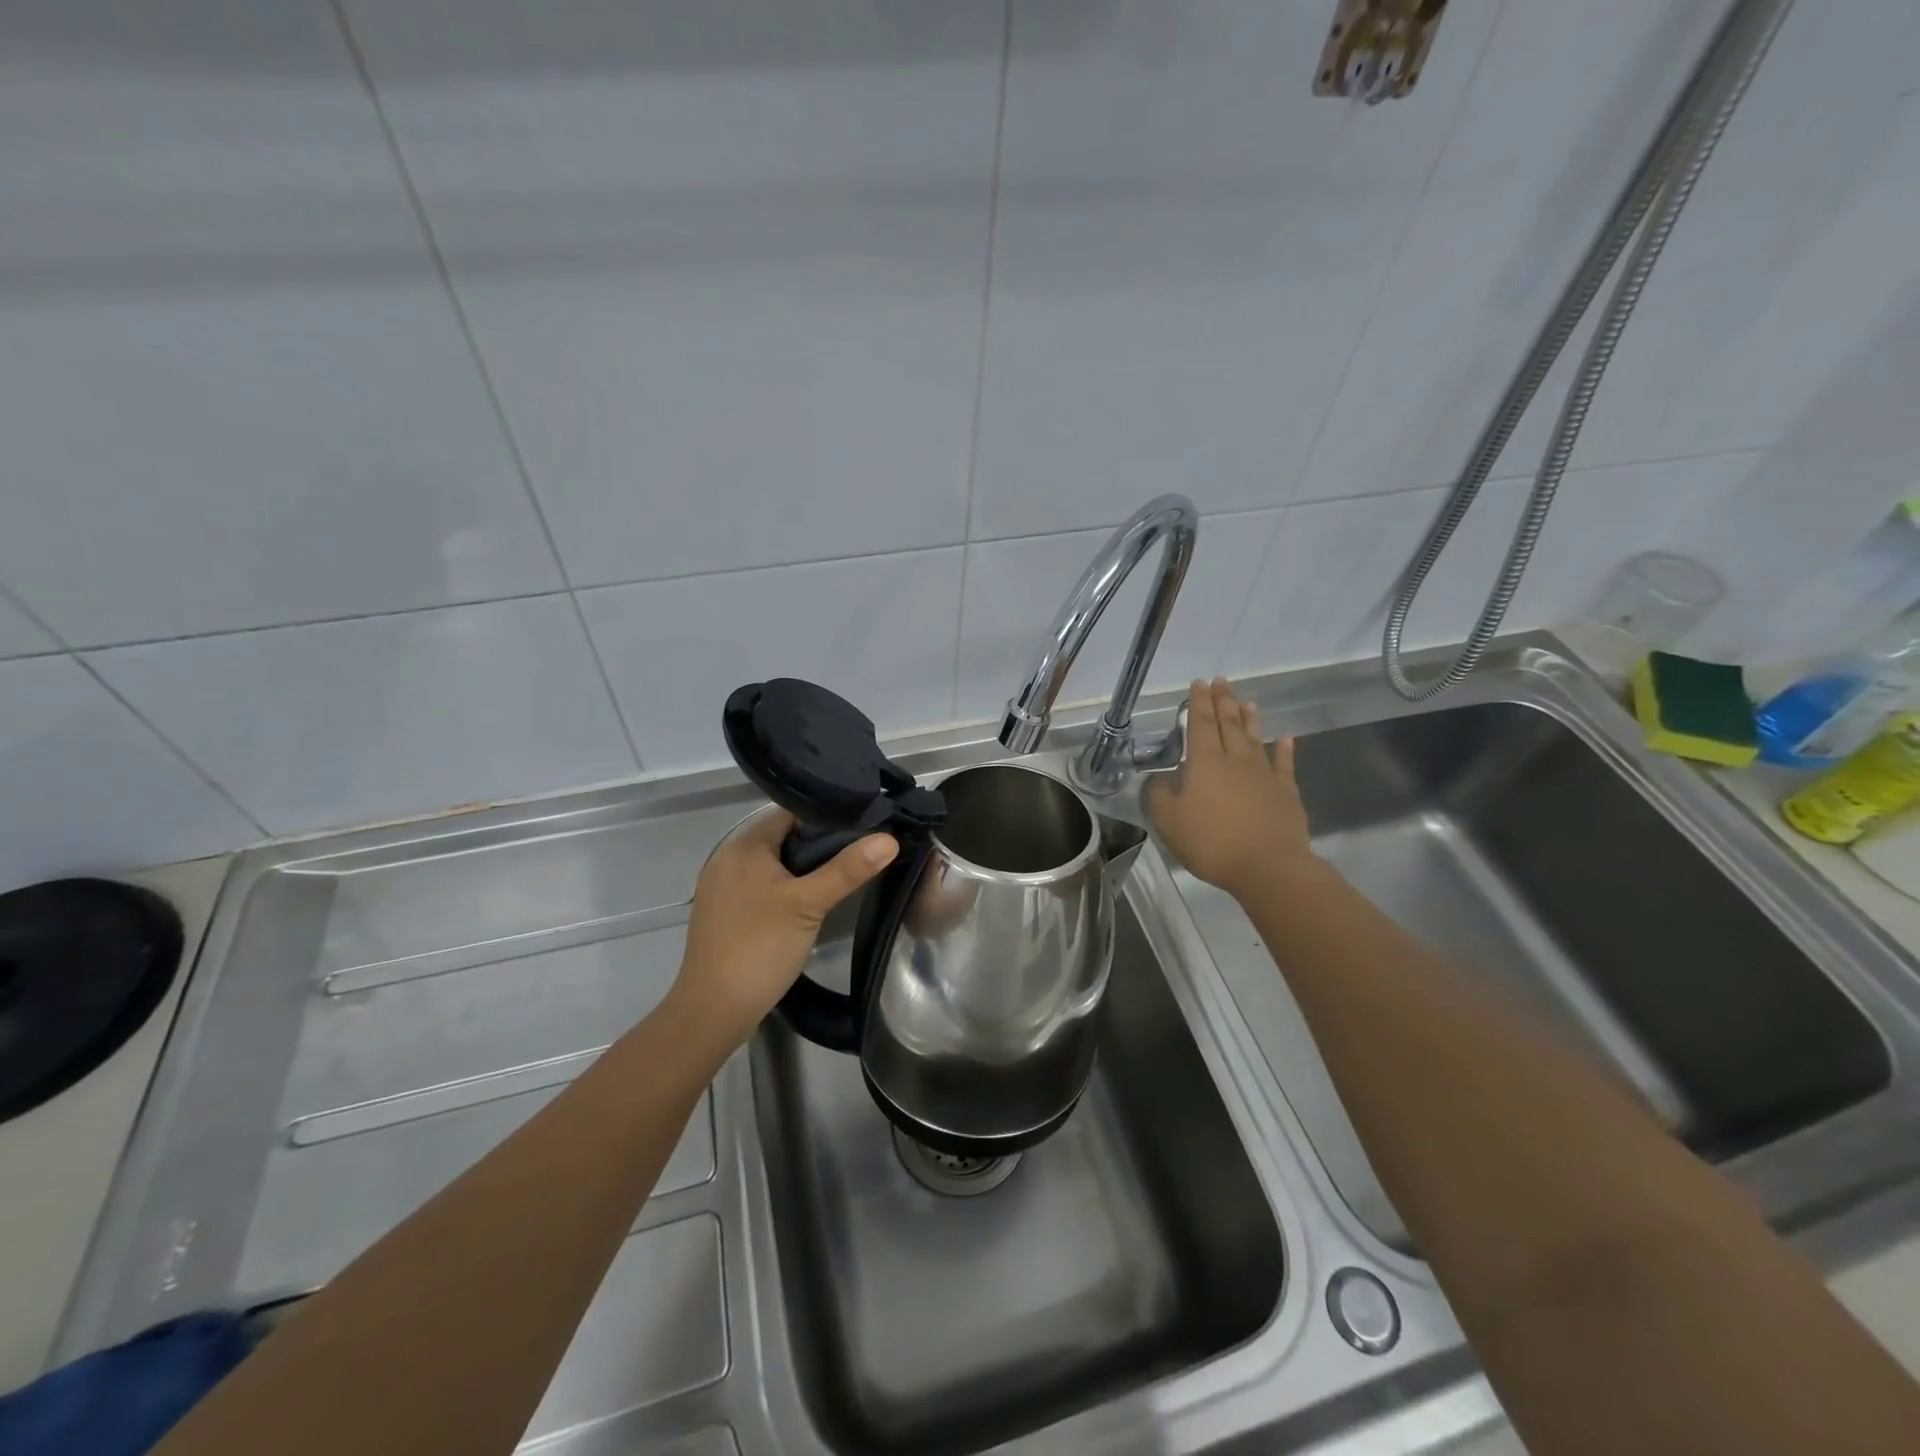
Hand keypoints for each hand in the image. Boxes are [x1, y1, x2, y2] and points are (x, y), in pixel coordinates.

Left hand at [674, 808, 896, 1042]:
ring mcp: (723, 888)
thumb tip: (889, 839)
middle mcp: (728, 858)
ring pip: (774, 865)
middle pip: (783, 838)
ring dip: (803, 869)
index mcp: (743, 846)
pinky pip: (762, 887)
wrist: (713, 1011)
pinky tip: (810, 904)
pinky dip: (786, 889)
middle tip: (859, 855)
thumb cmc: (761, 947)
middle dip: (819, 846)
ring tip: (842, 876)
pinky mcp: (725, 913)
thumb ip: (848, 869)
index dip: (827, 818)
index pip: (791, 813)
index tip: (862, 828)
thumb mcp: (810, 904)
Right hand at [1146, 678, 1314, 901]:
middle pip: (1228, 725)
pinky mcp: (1286, 793)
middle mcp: (1235, 761)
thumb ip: (1159, 795)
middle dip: (1223, 702)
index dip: (1198, 703)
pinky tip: (1285, 738)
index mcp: (1205, 763)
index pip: (1200, 725)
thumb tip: (1160, 778)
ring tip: (1247, 702)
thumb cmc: (1211, 842)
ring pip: (1254, 739)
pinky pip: (1284, 764)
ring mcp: (1264, 775)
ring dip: (1249, 719)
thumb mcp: (1168, 821)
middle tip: (1221, 682)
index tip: (1199, 683)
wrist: (1268, 866)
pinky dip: (1284, 749)